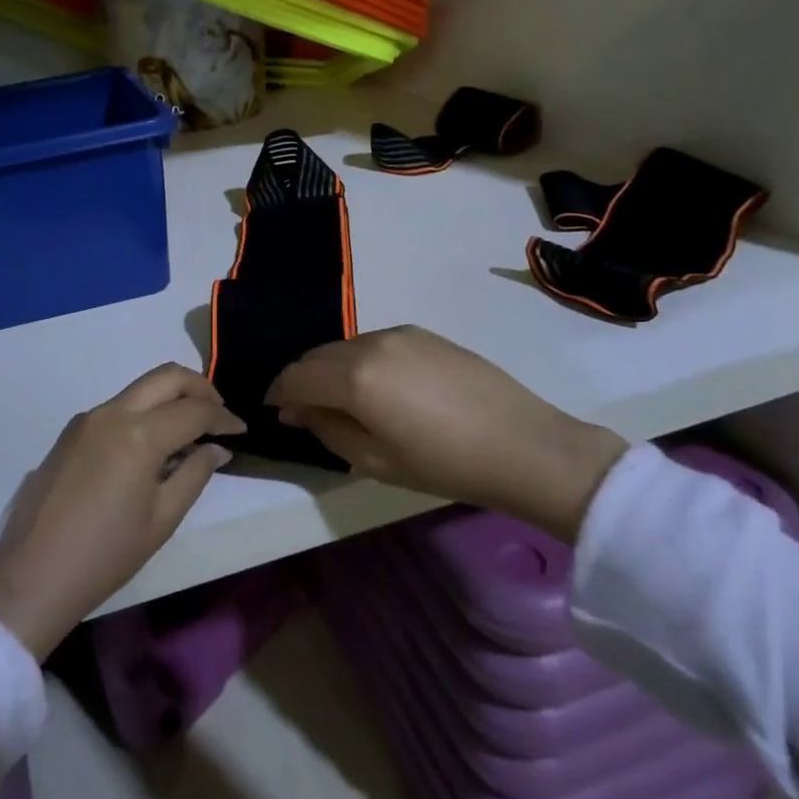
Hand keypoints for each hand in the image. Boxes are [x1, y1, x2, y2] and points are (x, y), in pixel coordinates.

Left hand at [0, 364, 244, 659]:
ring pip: (140, 388)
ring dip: (171, 396)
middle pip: (166, 376)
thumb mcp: (161, 520)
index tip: (241, 430)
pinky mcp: (71, 431)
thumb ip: (194, 475)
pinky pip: (118, 407)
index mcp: (139, 434)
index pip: (194, 410)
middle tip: (219, 414)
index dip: (223, 417)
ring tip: (191, 429)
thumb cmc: (105, 555)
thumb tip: (216, 448)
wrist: (33, 574)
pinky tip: (154, 443)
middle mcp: (113, 412)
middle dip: (200, 388)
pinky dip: (145, 412)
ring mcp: (88, 418)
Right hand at [265, 327, 625, 542]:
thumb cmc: (445, 464)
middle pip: (317, 355)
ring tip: (342, 400)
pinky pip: (374, 343)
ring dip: (331, 369)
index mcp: (354, 377)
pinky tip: (377, 387)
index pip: (296, 376)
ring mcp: (399, 333)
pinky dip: (360, 361)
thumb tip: (297, 411)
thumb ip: (327, 430)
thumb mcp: (376, 461)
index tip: (274, 410)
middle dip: (302, 380)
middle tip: (303, 410)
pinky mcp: (423, 333)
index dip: (278, 392)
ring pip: (345, 346)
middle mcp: (370, 343)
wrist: (525, 446)